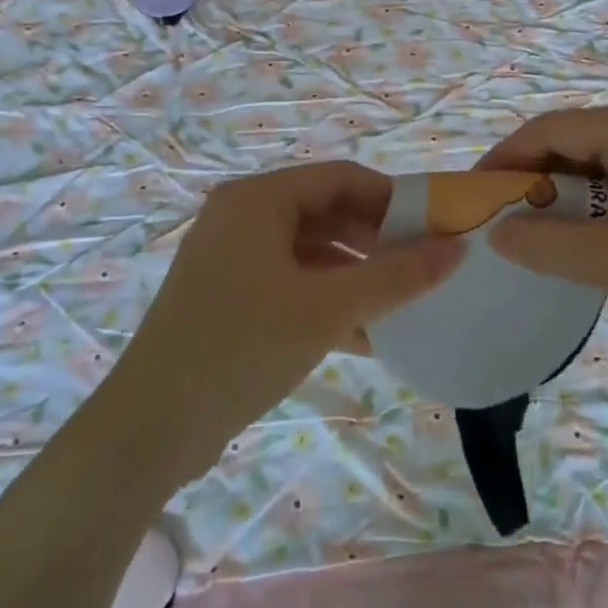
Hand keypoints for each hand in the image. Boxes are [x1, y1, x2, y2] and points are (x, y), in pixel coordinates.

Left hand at [111, 162, 460, 472]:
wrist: (150, 429)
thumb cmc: (242, 346)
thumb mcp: (328, 308)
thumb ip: (396, 276)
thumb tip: (457, 249)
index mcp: (259, 199)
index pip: (342, 178)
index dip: (393, 199)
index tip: (436, 228)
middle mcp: (243, 217)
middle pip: (327, 213)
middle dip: (378, 241)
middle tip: (424, 270)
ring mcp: (234, 258)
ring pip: (313, 253)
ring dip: (358, 277)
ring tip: (404, 305)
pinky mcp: (231, 297)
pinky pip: (293, 284)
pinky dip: (329, 302)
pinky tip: (367, 336)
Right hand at [475, 106, 607, 378]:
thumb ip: (547, 244)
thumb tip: (495, 232)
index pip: (550, 128)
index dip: (505, 158)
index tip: (473, 195)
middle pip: (574, 147)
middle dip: (536, 185)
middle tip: (504, 226)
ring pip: (599, 175)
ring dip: (570, 209)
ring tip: (552, 249)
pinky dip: (602, 222)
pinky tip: (607, 264)